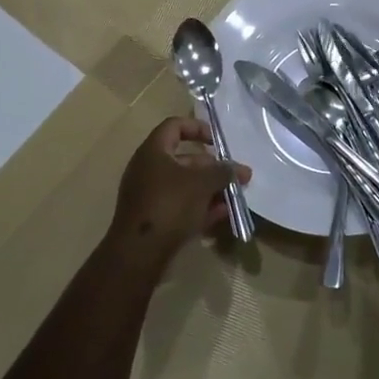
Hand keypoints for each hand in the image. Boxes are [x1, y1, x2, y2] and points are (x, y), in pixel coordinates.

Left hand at [110, 118, 250, 261]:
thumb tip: (238, 169)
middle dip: (213, 168)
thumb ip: (222, 172)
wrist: (139, 253)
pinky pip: (181, 206)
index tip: (217, 141)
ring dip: (210, 189)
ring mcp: (150, 196)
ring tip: (234, 198)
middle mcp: (148, 169)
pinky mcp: (154, 219)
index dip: (197, 128)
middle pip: (185, 159)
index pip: (175, 126)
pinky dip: (200, 208)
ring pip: (185, 186)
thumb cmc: (170, 205)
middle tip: (237, 177)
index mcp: (153, 151)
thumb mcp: (201, 183)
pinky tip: (222, 215)